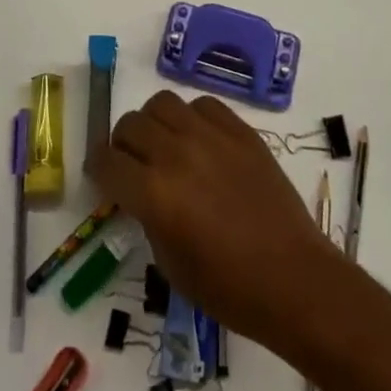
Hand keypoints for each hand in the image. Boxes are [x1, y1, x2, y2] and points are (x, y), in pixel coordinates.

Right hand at [92, 91, 343, 348]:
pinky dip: (192, 118)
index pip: (106, 162)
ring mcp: (210, 135)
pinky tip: (200, 142)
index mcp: (154, 193)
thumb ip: (147, 215)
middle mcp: (176, 153)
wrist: (293, 277)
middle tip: (133, 164)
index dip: (98, 169)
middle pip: (130, 124)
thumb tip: (140, 189)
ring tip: (165, 146)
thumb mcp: (170, 262)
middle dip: (123, 145)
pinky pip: (202, 104)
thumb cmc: (228, 288)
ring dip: (154, 123)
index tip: (102, 176)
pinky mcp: (239, 129)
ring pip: (162, 103)